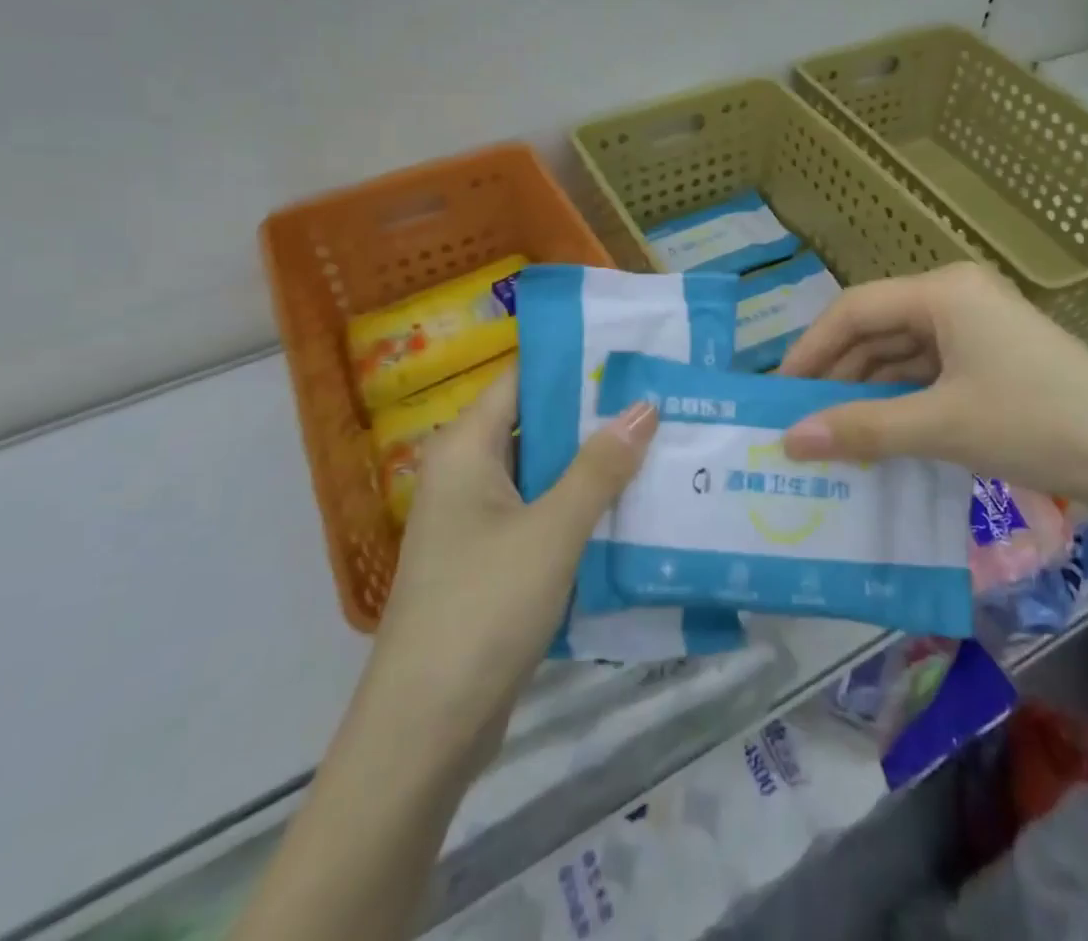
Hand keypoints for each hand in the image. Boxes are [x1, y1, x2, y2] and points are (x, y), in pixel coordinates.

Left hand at [366, 368, 657, 758]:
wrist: (425, 732)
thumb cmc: (483, 608)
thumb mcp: (552, 530)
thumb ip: (600, 467)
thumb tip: (644, 406)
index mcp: (466, 448)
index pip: (523, 379)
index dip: (575, 364)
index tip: (633, 355)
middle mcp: (467, 474)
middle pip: (537, 424)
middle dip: (596, 417)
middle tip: (662, 400)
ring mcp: (478, 521)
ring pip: (544, 474)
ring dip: (595, 465)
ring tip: (661, 445)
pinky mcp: (492, 561)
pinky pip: (542, 515)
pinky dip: (582, 508)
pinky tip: (633, 508)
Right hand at [778, 263, 1087, 508]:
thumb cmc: (1040, 422)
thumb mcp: (942, 426)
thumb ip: (861, 428)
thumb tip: (789, 440)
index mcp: (943, 291)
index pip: (854, 309)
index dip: (810, 349)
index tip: (778, 393)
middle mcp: (955, 299)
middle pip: (876, 330)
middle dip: (837, 375)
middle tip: (799, 421)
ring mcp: (977, 331)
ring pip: (902, 355)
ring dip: (868, 393)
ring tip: (831, 436)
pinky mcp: (993, 363)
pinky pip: (929, 375)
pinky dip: (901, 403)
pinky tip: (879, 437)